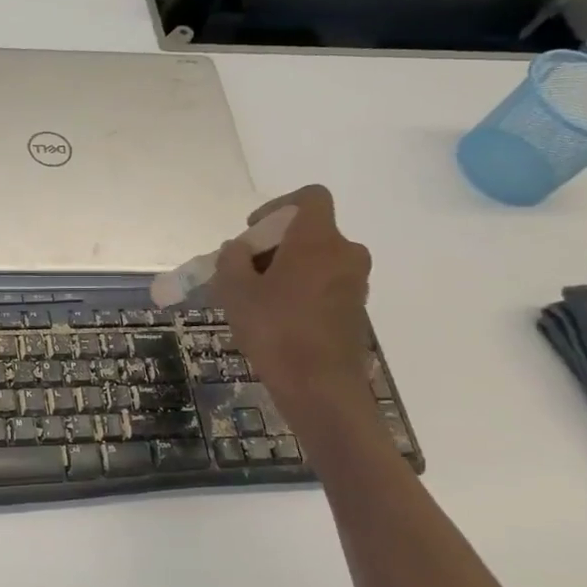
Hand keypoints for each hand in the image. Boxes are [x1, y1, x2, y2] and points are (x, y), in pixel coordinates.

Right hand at [211, 185, 372, 409]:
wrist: (321, 388)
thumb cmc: (275, 330)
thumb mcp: (235, 291)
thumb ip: (231, 260)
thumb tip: (238, 250)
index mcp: (318, 240)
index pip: (310, 198)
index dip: (278, 206)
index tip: (253, 232)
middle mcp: (345, 253)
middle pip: (309, 232)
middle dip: (274, 245)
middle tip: (244, 271)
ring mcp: (355, 283)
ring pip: (317, 260)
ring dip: (287, 269)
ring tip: (255, 298)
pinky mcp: (355, 310)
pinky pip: (325, 285)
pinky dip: (301, 290)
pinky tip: (275, 318)